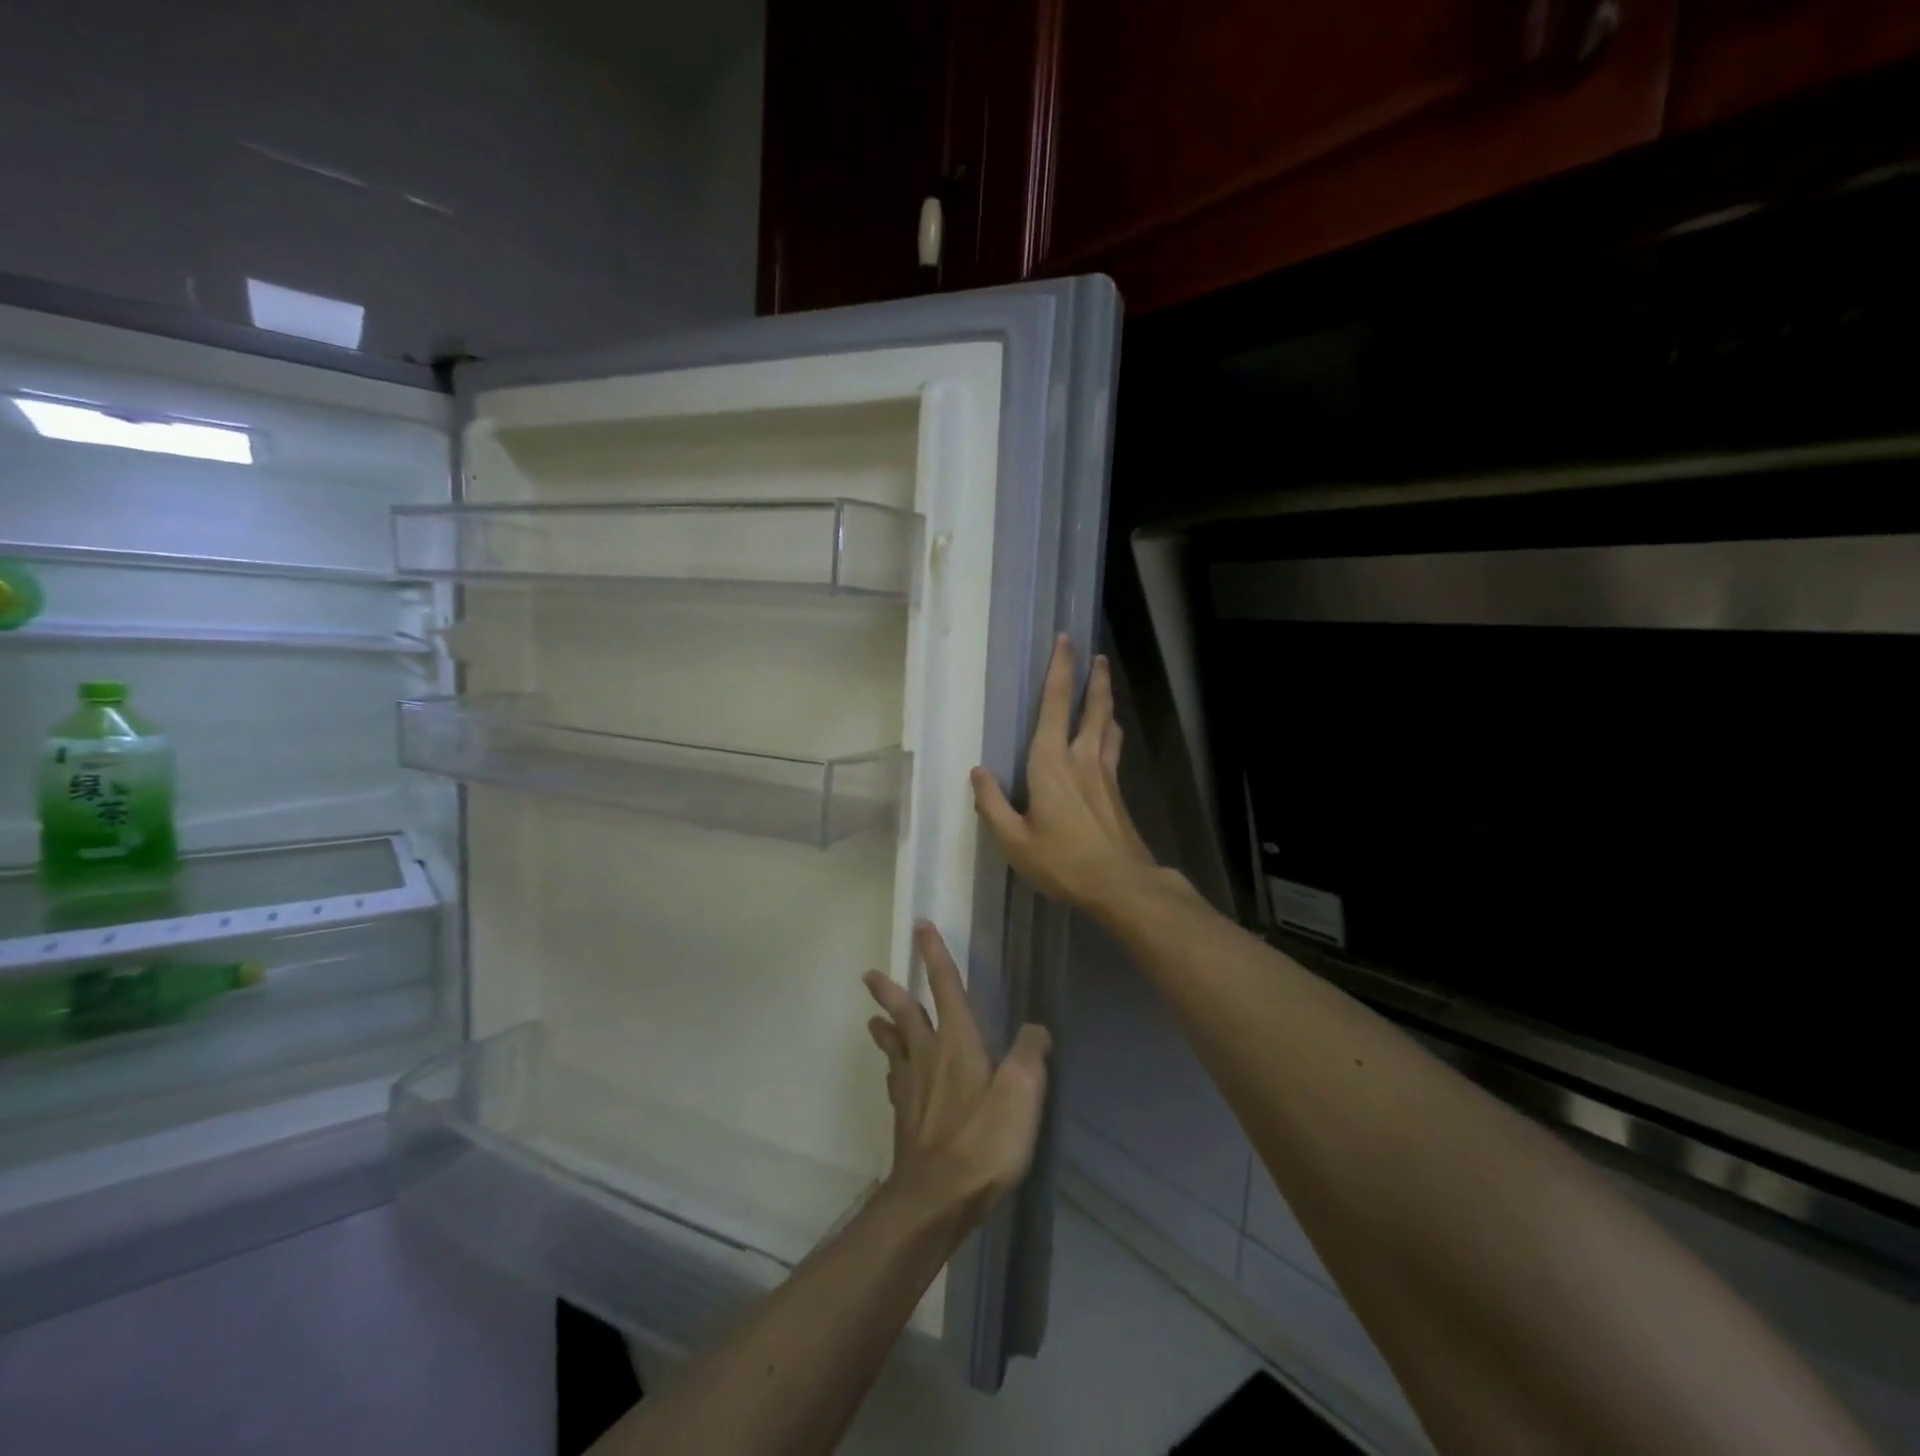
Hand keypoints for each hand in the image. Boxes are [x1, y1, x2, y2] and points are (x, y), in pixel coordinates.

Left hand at [862, 922, 1050, 1235]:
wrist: (936, 1198)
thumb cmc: (982, 1140)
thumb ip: (1030, 1053)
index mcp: (957, 1041)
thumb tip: (1036, 1027)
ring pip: (893, 1046)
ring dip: (883, 1028)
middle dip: (890, 991)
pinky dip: (892, 1068)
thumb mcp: (1021, 1092)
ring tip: (873, 1020)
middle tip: (869, 975)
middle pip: (905, 1013)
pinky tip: (894, 1076)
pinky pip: (895, 1080)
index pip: (945, 986)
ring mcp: (911, 1086)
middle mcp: (928, 1055)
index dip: (935, 954)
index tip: (920, 926)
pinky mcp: (905, 1117)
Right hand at [970, 634, 1171, 921]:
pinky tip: (1110, 737)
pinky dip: (1111, 732)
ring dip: (1106, 702)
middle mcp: (1082, 758)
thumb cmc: (1062, 862)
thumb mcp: (1014, 840)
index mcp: (1052, 763)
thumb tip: (977, 771)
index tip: (1065, 640)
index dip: (1060, 670)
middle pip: (1092, 707)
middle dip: (1094, 678)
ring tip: (1106, 685)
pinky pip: (1113, 749)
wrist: (1121, 885)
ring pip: (1108, 725)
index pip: (1055, 704)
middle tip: (1096, 655)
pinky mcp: (1118, 792)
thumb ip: (992, 804)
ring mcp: (1105, 774)